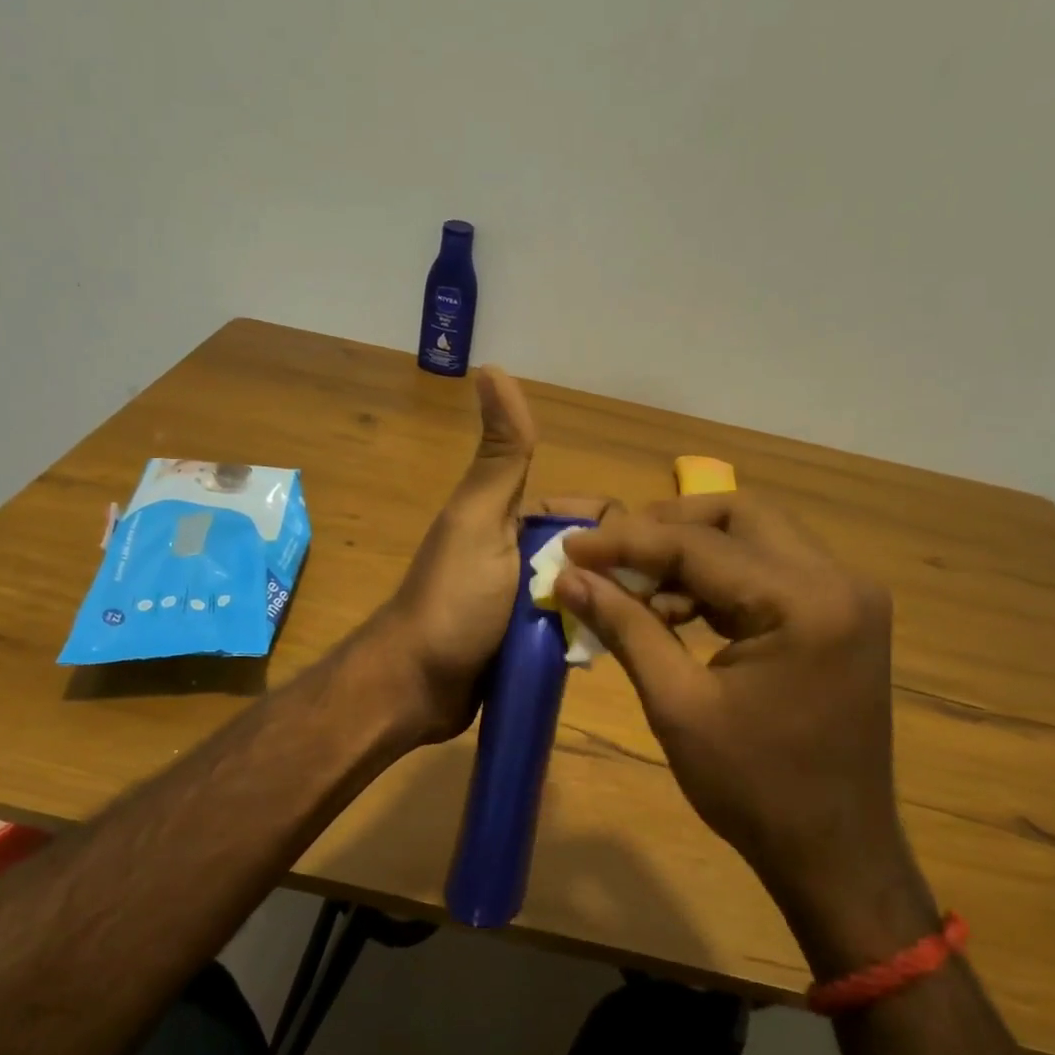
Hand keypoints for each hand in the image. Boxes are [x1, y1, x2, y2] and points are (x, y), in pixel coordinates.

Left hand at [374, 366, 612, 743]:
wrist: (415, 687)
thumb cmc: (453, 601)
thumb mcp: (480, 521)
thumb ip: (500, 455)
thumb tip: (491, 366)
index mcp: (516, 521)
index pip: (591, 514)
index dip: (616, 532)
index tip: (636, 562)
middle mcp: (525, 559)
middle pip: (597, 558)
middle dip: (618, 576)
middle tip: (638, 607)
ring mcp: (529, 606)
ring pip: (592, 597)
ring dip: (609, 611)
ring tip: (633, 634)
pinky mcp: (530, 648)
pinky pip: (576, 634)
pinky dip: (591, 639)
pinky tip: (614, 653)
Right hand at [556, 494, 938, 976]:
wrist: (834, 853)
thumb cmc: (753, 788)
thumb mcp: (677, 705)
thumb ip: (625, 627)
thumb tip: (569, 578)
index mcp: (805, 602)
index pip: (700, 545)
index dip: (626, 541)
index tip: (570, 545)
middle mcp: (838, 580)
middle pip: (738, 516)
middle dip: (666, 527)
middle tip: (610, 554)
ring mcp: (847, 596)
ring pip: (755, 537)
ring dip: (692, 553)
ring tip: (635, 592)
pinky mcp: (840, 616)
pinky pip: (770, 572)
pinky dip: (719, 580)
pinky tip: (676, 611)